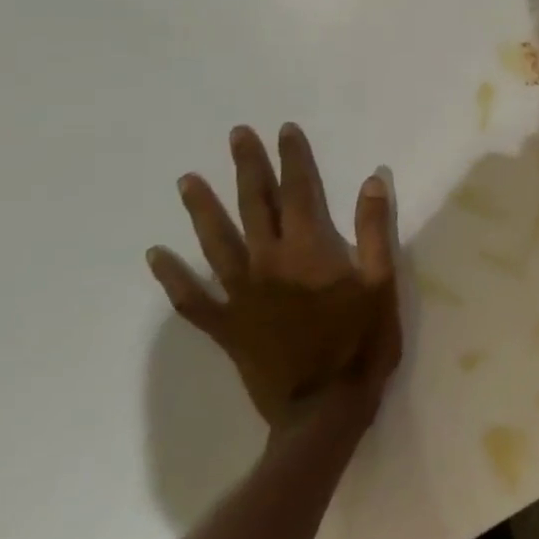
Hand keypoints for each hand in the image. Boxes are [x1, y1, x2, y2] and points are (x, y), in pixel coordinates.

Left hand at [147, 124, 401, 428]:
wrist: (325, 408)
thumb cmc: (363, 341)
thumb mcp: (382, 282)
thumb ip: (374, 230)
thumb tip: (371, 180)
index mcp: (310, 250)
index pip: (299, 191)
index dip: (293, 158)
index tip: (284, 130)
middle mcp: (269, 263)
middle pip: (255, 206)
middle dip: (248, 168)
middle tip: (237, 135)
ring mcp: (242, 295)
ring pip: (216, 242)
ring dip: (202, 209)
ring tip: (186, 180)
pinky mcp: (227, 326)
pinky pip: (193, 298)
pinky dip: (173, 276)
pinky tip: (156, 255)